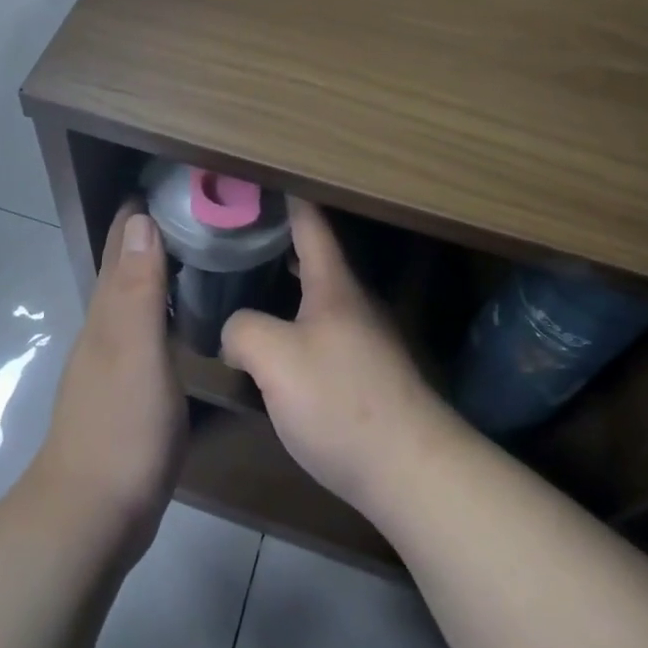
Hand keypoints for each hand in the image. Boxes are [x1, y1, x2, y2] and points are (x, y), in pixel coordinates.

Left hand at [28, 203, 184, 559]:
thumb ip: (139, 288)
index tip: (168, 179)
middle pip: (125, 267)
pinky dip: (161, 308)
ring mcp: (114, 361)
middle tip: (192, 206)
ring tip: (192, 248)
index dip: (139, 211)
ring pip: (134, 298)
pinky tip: (180, 315)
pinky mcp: (127, 390)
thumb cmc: (121, 426)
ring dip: (155, 268)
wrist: (92, 514)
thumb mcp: (135, 350)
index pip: (122, 245)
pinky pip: (145, 330)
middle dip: (148, 232)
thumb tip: (140, 219)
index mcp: (109, 312)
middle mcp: (106, 328)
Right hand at [220, 199, 454, 517]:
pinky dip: (298, 324)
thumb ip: (243, 330)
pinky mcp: (370, 374)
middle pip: (315, 258)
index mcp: (334, 285)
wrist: (411, 469)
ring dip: (286, 287)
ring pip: (320, 298)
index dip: (286, 197)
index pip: (310, 222)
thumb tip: (235, 331)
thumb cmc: (340, 400)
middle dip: (278, 242)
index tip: (261, 178)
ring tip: (247, 288)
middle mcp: (355, 302)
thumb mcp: (274, 359)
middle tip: (236, 237)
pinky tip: (276, 348)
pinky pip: (325, 332)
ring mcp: (367, 339)